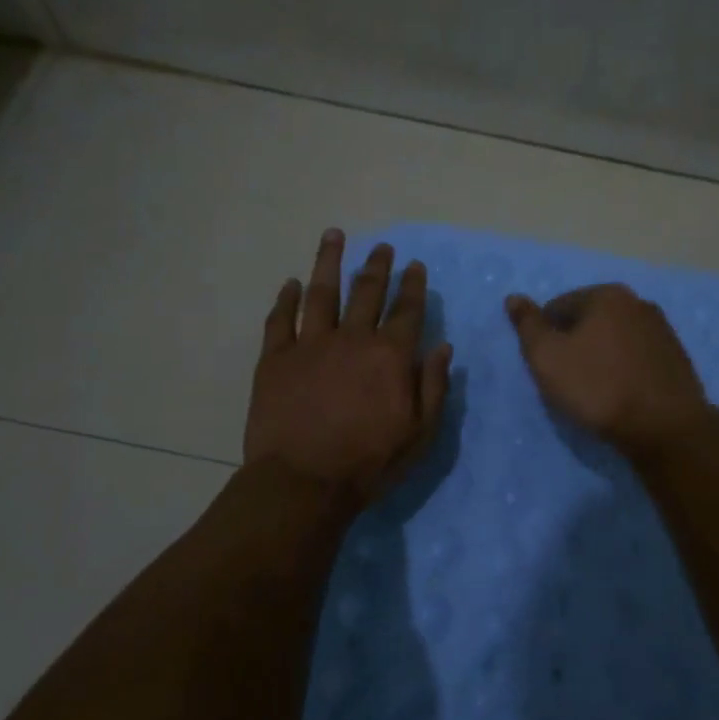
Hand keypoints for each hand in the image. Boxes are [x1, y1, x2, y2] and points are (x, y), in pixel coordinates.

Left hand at [245, 230, 451, 510]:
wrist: (303, 483)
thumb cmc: (369, 462)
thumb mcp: (420, 433)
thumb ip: (434, 386)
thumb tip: (443, 347)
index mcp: (390, 355)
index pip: (406, 309)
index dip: (412, 285)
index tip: (414, 265)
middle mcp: (352, 338)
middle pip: (366, 292)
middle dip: (377, 266)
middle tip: (382, 247)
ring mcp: (310, 344)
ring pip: (321, 292)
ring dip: (329, 262)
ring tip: (334, 235)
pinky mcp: (275, 358)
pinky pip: (280, 320)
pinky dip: (286, 299)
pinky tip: (291, 284)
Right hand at [505, 283, 711, 460]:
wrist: (665, 427)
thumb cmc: (598, 387)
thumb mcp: (548, 357)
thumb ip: (528, 325)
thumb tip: (514, 297)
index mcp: (606, 295)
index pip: (558, 307)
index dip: (545, 337)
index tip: (548, 368)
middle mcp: (637, 302)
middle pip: (589, 320)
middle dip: (574, 344)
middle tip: (568, 381)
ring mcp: (662, 329)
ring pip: (615, 338)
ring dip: (600, 357)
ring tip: (595, 391)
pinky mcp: (677, 357)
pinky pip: (637, 357)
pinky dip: (624, 369)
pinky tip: (622, 394)